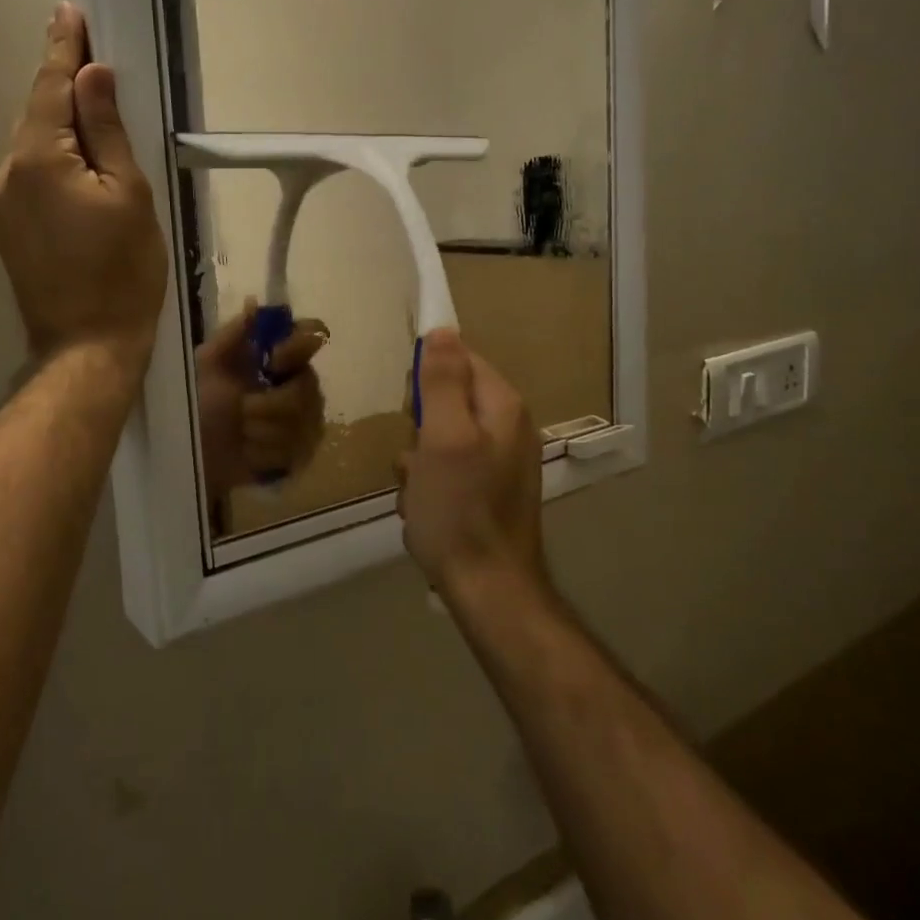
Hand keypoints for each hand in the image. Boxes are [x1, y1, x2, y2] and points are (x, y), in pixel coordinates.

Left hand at [0, 3, 166, 375]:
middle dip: (62, 86)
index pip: (52, 88)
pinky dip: (52, 161)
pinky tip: (76, 168)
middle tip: (88, 56)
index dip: (63, 49)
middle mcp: (6, 173)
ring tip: (92, 117)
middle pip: (38, 115)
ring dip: (59, 128)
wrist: (87, 345)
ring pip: (33, 148)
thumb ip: (108, 131)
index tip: (69, 11)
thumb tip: (93, 76)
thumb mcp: (129, 195)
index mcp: (38, 159)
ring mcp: (0, 205)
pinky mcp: (5, 230)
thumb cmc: (123, 271)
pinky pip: (29, 177)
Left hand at [196, 304, 328, 495]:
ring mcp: (306, 422)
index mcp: (279, 358)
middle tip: (242, 409)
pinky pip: (294, 450)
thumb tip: (254, 302)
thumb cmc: (198, 404)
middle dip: (268, 403)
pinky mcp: (302, 455)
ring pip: (300, 421)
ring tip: (240, 433)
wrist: (193, 453)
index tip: (272, 359)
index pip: (312, 336)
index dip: (296, 347)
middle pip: (307, 386)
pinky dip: (263, 452)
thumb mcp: (208, 364)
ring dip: (260, 430)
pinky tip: (248, 453)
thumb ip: (233, 334)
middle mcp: (301, 385)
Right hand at [396, 329, 546, 604]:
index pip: (461, 358)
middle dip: (420, 424)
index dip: (428, 377)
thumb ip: (444, 382)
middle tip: (416, 455)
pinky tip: (424, 509)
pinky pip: (448, 469)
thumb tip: (442, 329)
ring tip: (417, 490)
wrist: (489, 589)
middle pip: (449, 398)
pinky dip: (429, 485)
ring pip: (441, 437)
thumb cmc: (459, 510)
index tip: (411, 408)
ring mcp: (500, 461)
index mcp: (502, 406)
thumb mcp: (443, 438)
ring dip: (419, 460)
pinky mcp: (488, 491)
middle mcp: (508, 427)